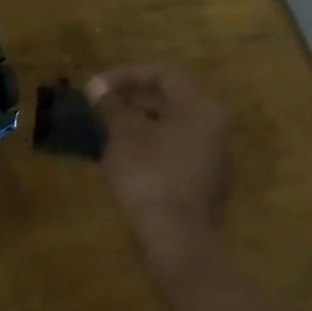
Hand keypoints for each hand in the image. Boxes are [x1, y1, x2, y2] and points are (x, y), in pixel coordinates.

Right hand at [88, 62, 230, 249]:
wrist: (176, 237)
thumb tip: (96, 87)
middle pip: (172, 97)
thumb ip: (111, 106)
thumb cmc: (149, 175)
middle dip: (132, 96)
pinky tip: (125, 151)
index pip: (162, 73)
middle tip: (100, 101)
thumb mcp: (123, 135)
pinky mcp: (206, 179)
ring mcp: (215, 154)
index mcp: (201, 106)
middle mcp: (217, 125)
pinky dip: (151, 140)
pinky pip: (177, 146)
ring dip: (140, 118)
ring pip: (174, 123)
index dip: (123, 75)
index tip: (94, 87)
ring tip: (107, 124)